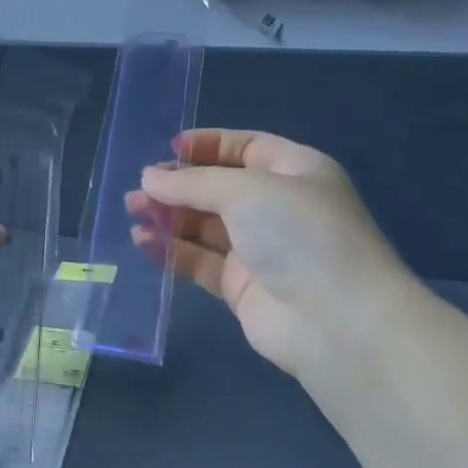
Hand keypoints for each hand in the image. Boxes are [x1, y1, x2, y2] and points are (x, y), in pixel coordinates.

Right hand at [131, 130, 411, 376]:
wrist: (335, 320)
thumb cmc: (299, 234)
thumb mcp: (246, 191)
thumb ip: (193, 183)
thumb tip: (148, 178)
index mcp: (296, 171)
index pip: (247, 148)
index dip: (209, 146)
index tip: (169, 150)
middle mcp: (279, 208)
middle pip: (220, 188)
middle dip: (179, 185)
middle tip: (139, 189)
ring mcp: (261, 250)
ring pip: (206, 226)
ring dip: (170, 217)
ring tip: (132, 212)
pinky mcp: (241, 287)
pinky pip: (200, 261)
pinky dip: (172, 251)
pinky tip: (143, 242)